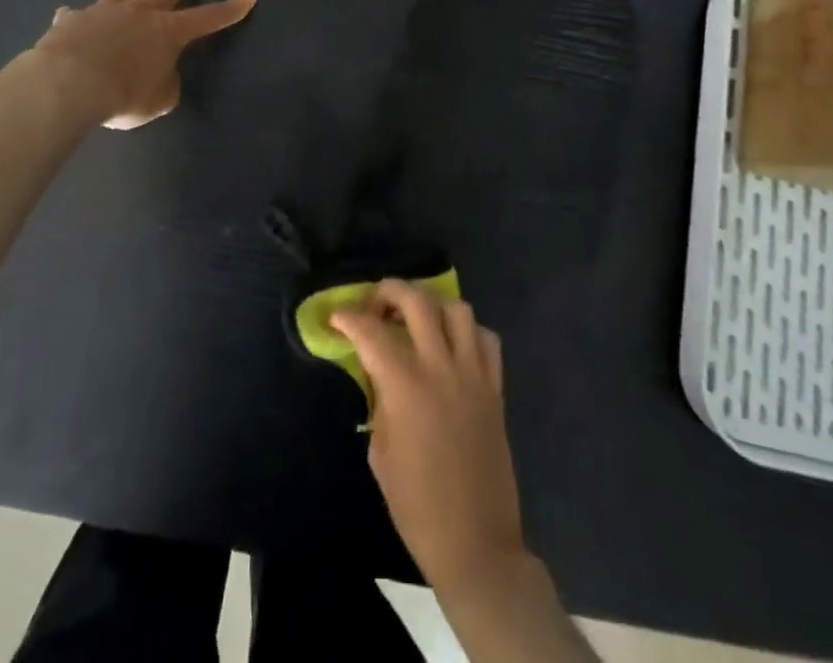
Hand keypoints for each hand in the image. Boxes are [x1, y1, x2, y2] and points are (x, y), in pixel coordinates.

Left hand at [36, 0, 256, 129]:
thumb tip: (159, 77)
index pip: (209, 18)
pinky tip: (68, 15)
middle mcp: (139, 13)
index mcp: (168, 31)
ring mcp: (104, 12)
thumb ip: (164, 85)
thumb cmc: (124, 94)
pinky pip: (75, 16)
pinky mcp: (71, 21)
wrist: (69, 84)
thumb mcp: (158, 100)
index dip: (231, 9)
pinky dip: (75, 17)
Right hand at [332, 280, 525, 594]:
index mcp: (406, 386)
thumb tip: (378, 372)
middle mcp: (441, 367)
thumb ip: (379, 400)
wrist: (474, 541)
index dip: (349, 318)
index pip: (371, 332)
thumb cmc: (416, 505)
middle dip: (390, 291)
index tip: (336, 317)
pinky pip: (486, 338)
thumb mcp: (380, 452)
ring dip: (432, 305)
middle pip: (417, 301)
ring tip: (416, 319)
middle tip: (375, 305)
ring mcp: (473, 373)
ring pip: (456, 309)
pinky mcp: (495, 386)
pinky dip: (468, 331)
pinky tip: (453, 345)